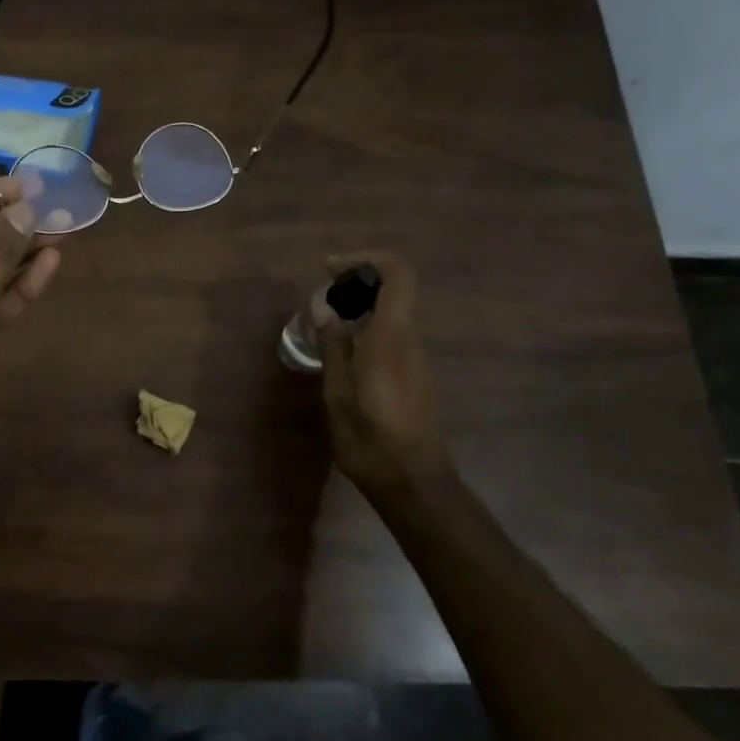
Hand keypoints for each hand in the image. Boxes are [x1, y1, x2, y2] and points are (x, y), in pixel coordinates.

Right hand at [318, 252, 453, 505]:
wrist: (412, 480)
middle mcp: (410, 341)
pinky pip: (393, 335)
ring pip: (393, 313)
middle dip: (357, 282)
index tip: (330, 268)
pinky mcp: (416, 375)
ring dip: (361, 306)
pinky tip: (343, 352)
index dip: (366, 260)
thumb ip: (334, 344)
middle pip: (394, 290)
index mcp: (391, 338)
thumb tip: (324, 307)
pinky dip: (368, 327)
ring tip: (325, 324)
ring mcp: (417, 358)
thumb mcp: (338, 391)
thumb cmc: (369, 436)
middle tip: (322, 296)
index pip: (398, 275)